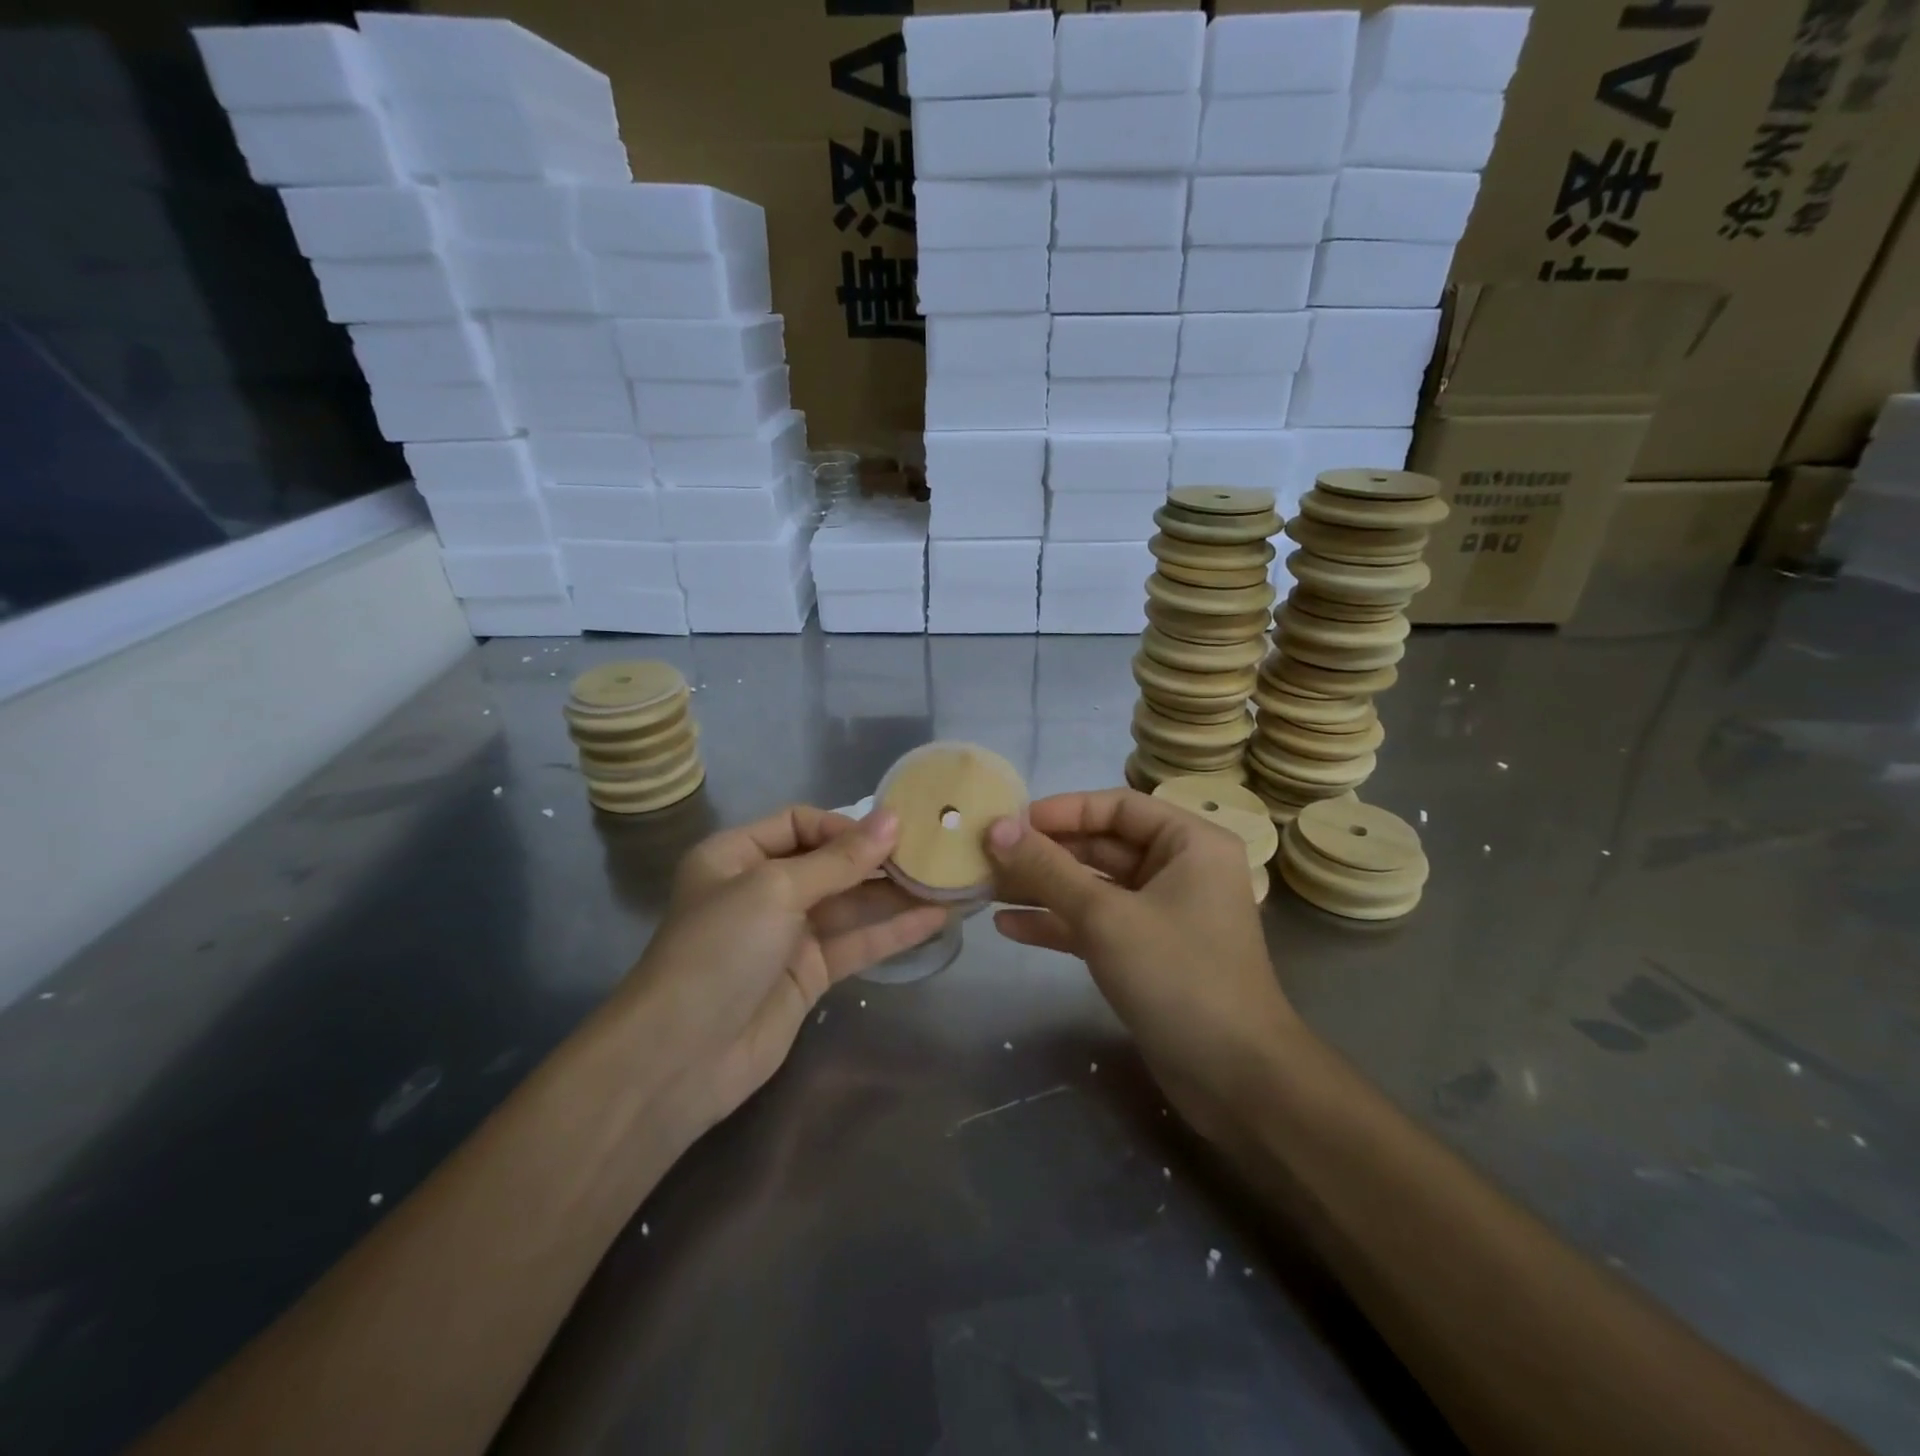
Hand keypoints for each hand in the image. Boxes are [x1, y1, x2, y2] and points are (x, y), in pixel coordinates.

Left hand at [626, 806, 947, 1133]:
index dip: (844, 825)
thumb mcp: (775, 889)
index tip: (890, 833)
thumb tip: (893, 818)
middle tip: (933, 852)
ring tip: (946, 881)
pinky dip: (893, 931)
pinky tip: (935, 918)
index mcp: (736, 855)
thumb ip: (839, 859)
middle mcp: (762, 889)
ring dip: (894, 894)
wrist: (682, 1056)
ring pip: (850, 904)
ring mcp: (787, 934)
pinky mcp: (809, 974)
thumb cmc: (720, 949)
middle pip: (829, 863)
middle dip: (877, 858)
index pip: (799, 823)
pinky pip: (856, 943)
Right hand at [986, 789, 1295, 1141]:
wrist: (1236, 1080)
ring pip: (1094, 887)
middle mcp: (1178, 870)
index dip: (1061, 810)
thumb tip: (997, 827)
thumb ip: (1048, 870)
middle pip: (1102, 846)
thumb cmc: (1178, 977)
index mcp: (1189, 843)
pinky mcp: (1146, 953)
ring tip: (986, 888)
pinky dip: (1057, 924)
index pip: (1116, 806)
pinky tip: (1008, 927)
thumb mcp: (1106, 916)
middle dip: (1045, 853)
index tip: (1010, 821)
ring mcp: (1162, 914)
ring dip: (1043, 888)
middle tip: (988, 855)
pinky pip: (1096, 924)